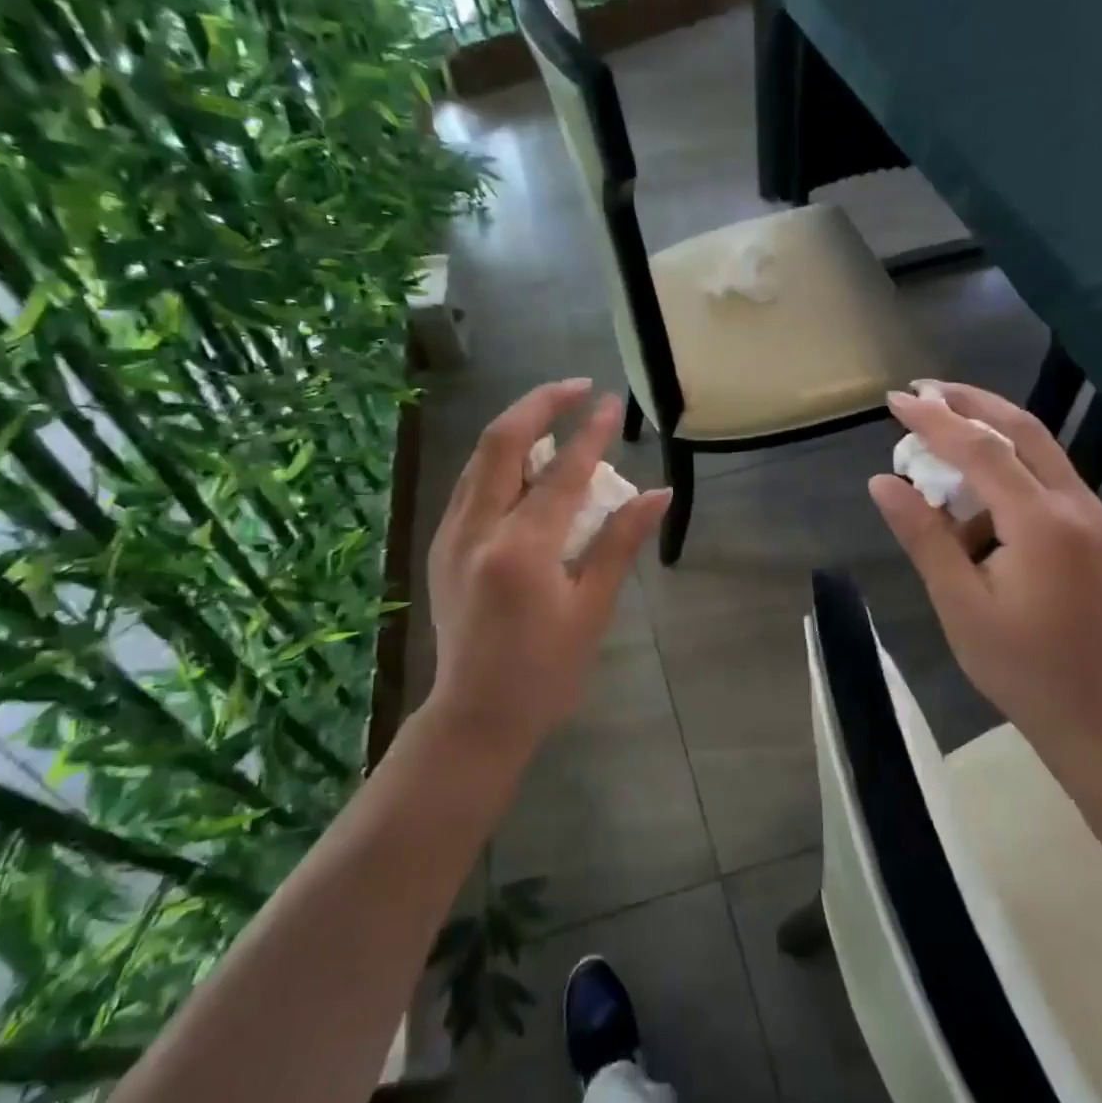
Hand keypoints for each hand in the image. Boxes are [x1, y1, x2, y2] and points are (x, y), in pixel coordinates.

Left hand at [423, 380, 670, 753]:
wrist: (476, 714)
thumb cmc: (546, 672)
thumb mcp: (592, 610)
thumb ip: (620, 543)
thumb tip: (658, 494)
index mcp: (521, 549)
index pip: (563, 473)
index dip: (591, 433)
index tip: (612, 403)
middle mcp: (477, 529)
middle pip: (502, 441)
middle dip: (540, 403)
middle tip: (576, 387)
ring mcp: (452, 535)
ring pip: (480, 457)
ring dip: (517, 427)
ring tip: (555, 417)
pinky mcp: (443, 545)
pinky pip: (471, 483)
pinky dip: (499, 460)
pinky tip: (526, 465)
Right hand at [870, 382, 1101, 743]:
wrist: (1093, 710)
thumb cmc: (1017, 664)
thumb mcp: (958, 601)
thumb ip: (924, 535)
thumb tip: (883, 482)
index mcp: (1042, 524)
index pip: (983, 451)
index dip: (936, 421)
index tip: (895, 400)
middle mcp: (1077, 505)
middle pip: (1023, 430)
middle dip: (970, 402)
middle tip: (921, 389)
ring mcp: (1092, 515)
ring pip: (1039, 448)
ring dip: (989, 427)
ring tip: (938, 425)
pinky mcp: (1094, 529)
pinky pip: (1046, 476)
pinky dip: (1006, 462)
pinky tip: (972, 481)